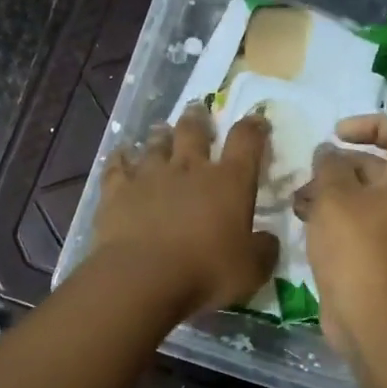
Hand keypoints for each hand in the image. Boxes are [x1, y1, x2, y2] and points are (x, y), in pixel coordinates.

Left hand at [93, 104, 279, 316]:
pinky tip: (120, 153)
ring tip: (161, 129)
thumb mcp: (251, 271)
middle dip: (199, 119)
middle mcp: (190, 169)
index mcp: (230, 182)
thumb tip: (269, 240)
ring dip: (161, 135)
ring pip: (156, 144)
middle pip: (194, 131)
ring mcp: (150, 176)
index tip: (257, 121)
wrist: (143, 278)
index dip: (254, 128)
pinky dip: (120, 157)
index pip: (246, 141)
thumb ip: (263, 251)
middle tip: (198, 109)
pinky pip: (117, 166)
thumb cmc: (206, 273)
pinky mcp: (117, 191)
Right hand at [294, 115, 386, 355]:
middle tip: (308, 173)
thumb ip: (328, 166)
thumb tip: (328, 152)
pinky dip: (333, 217)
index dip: (372, 124)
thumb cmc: (356, 247)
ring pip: (362, 197)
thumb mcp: (334, 197)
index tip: (337, 133)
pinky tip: (303, 222)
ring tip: (298, 200)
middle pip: (378, 166)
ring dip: (330, 192)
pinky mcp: (379, 254)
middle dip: (339, 165)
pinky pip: (357, 223)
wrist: (371, 316)